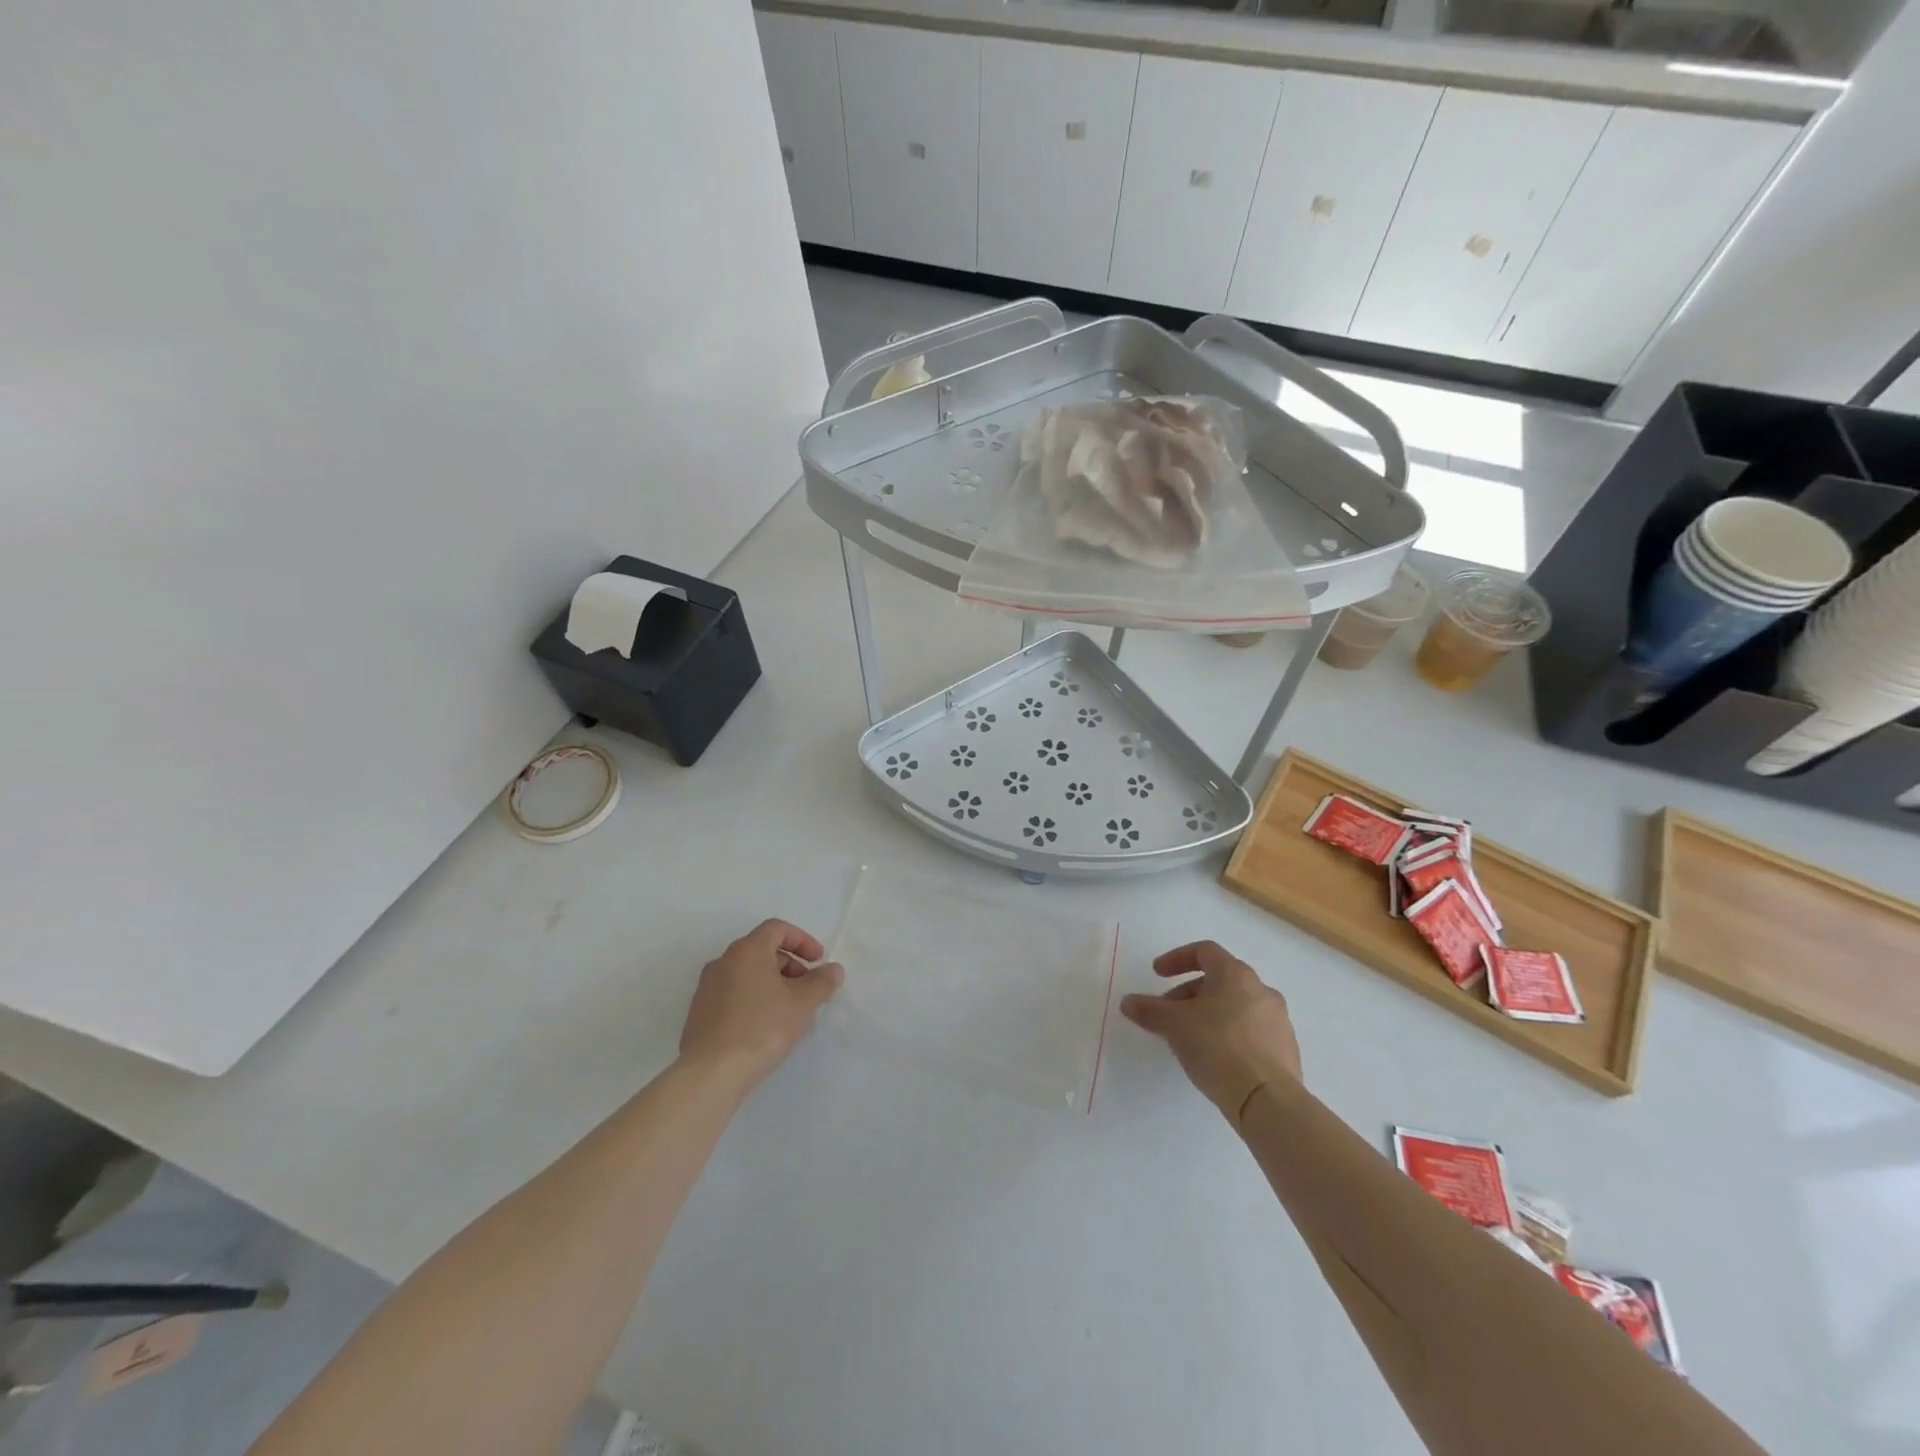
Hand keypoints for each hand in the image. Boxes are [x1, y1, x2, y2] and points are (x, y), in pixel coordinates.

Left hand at [679, 919, 843, 1088]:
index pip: (777, 929)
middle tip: (808, 989)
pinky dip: (753, 999)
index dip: (802, 940)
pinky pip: (733, 994)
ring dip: (772, 983)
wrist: (712, 1072)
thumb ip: (822, 982)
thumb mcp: (803, 1003)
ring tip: (789, 1010)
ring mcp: (707, 988)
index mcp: (747, 950)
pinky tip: (765, 1027)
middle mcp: (723, 961)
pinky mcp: (699, 1013)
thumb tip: (833, 969)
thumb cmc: (763, 1027)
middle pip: (762, 950)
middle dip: (790, 965)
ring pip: (747, 974)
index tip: (819, 961)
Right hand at [1122, 941, 1301, 1125]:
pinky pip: (1251, 1030)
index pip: (1204, 951)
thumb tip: (1127, 1002)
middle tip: (1169, 1013)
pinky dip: (1229, 1034)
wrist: (1267, 1099)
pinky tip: (1215, 1058)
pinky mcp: (1286, 1049)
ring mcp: (1278, 1020)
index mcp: (1236, 974)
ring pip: (1236, 1006)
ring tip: (1190, 1038)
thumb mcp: (1174, 1025)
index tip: (1157, 974)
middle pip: (1219, 980)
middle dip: (1189, 993)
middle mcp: (1262, 990)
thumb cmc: (1217, 1047)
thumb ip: (1149, 1009)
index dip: (1176, 959)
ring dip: (1209, 1013)